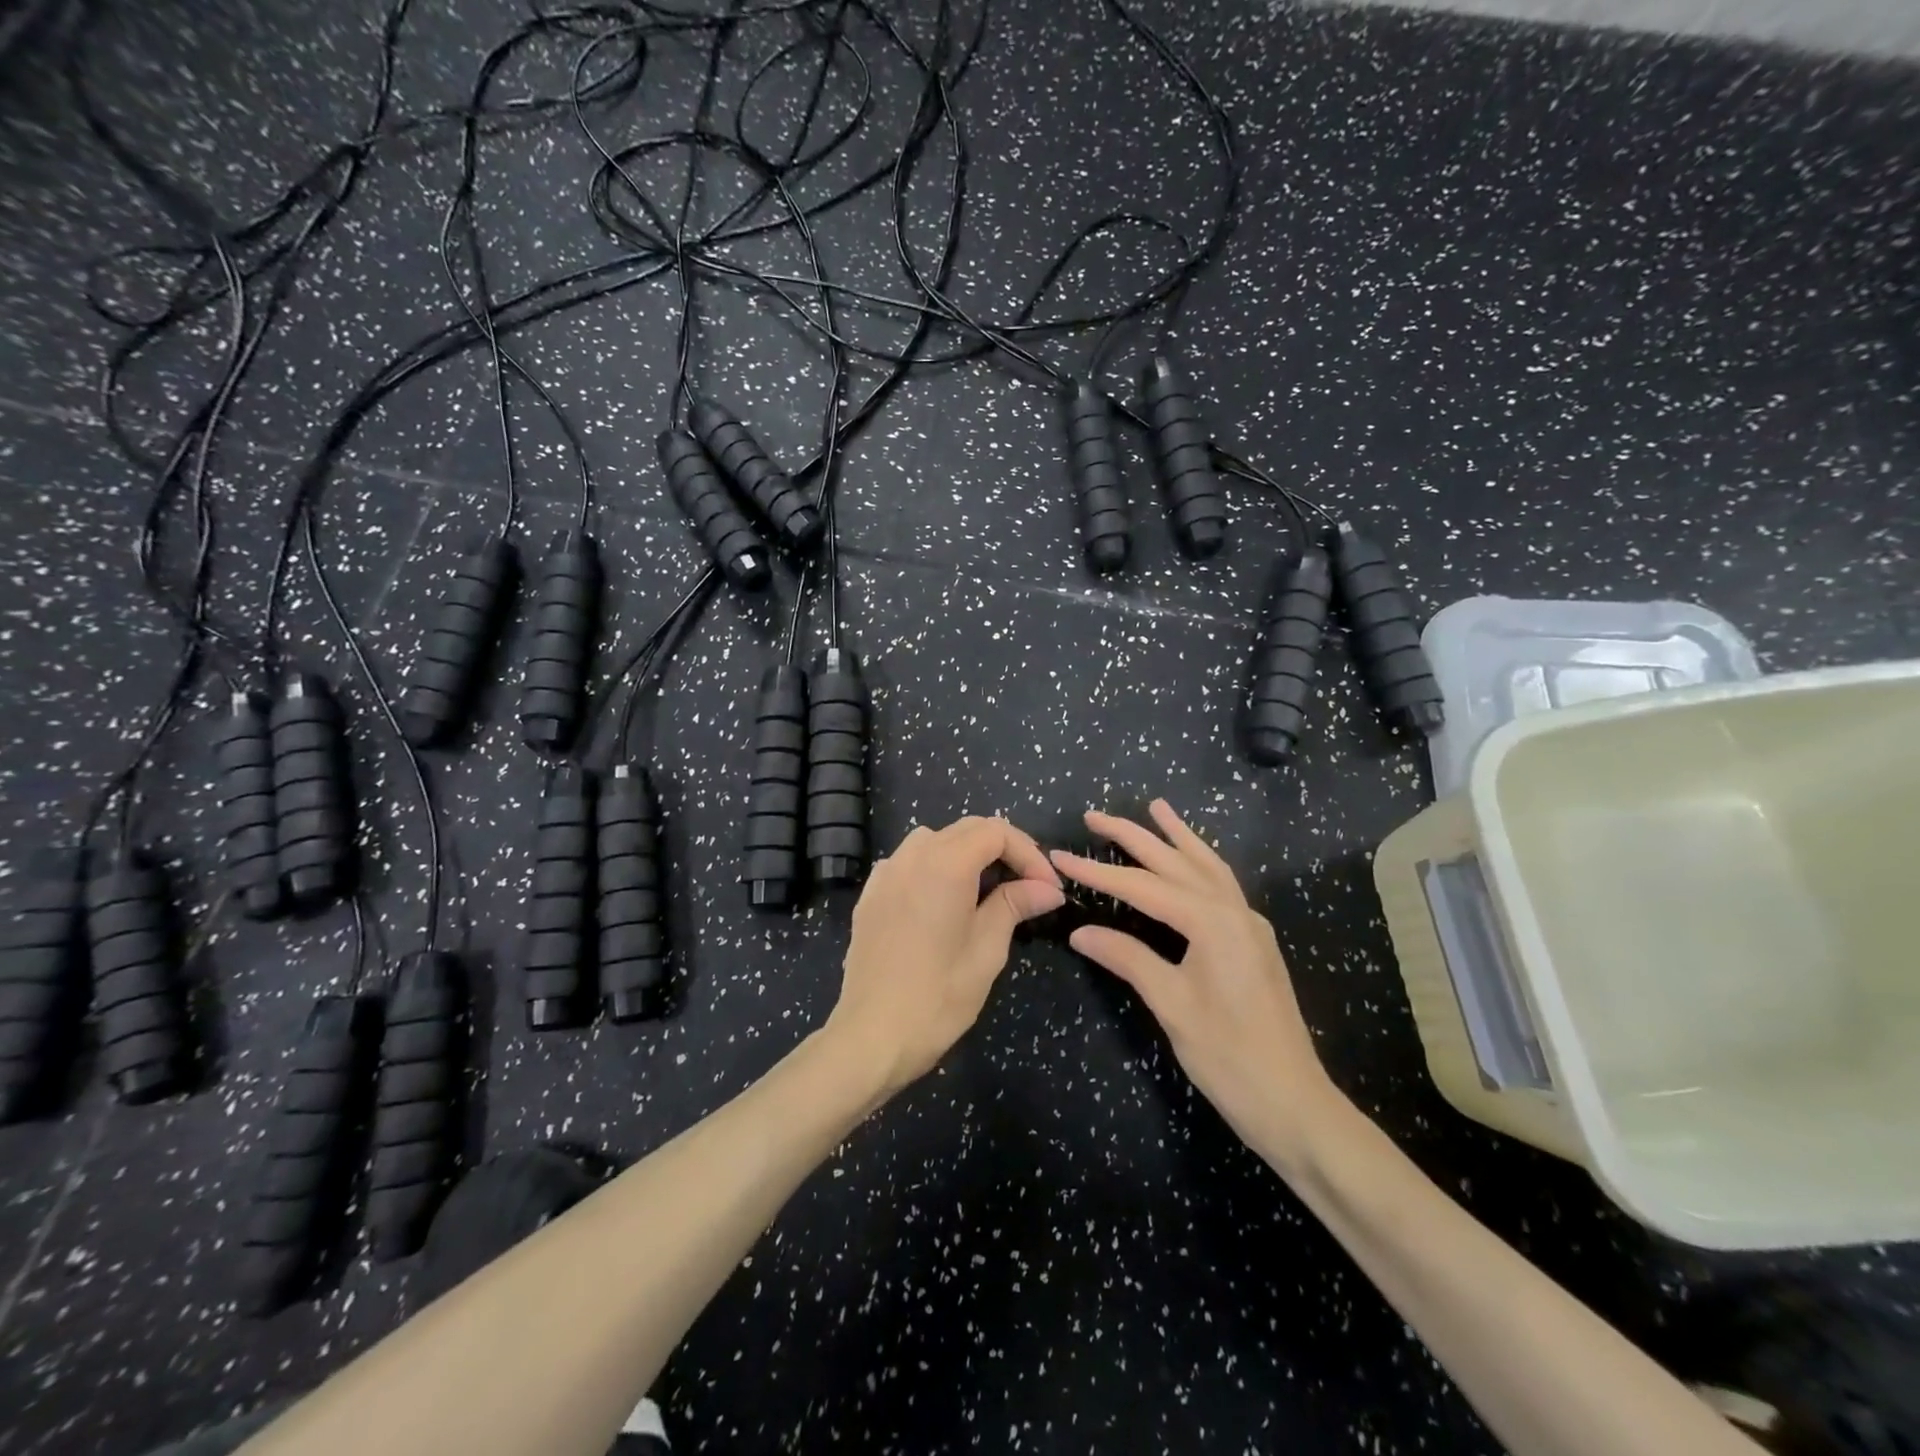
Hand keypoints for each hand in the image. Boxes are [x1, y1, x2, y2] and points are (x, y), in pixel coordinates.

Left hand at [828, 816, 1064, 1098]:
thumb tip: (1047, 888)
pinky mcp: (871, 894)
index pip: (997, 832)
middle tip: (1029, 885)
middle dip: (1004, 849)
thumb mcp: (987, 950)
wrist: (872, 1036)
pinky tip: (944, 901)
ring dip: (968, 853)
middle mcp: (912, 856)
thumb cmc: (938, 997)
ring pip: (936, 839)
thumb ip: (1014, 905)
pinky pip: (909, 861)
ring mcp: (886, 873)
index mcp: (945, 865)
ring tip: (988, 889)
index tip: (1047, 888)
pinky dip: (935, 866)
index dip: (1029, 854)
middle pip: (967, 829)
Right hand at [1052, 801, 1347, 1170]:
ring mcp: (1249, 924)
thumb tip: (1080, 931)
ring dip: (1177, 836)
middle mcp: (1234, 911)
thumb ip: (1127, 958)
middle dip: (1134, 835)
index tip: (1059, 855)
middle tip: (1095, 815)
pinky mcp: (1254, 941)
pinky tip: (1189, 860)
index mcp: (1212, 922)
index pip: (1142, 886)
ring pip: (1207, 866)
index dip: (1098, 870)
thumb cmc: (1229, 1057)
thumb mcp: (1171, 1004)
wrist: (1294, 1104)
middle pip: (1176, 862)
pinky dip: (1199, 862)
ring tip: (1156, 808)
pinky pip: (1222, 885)